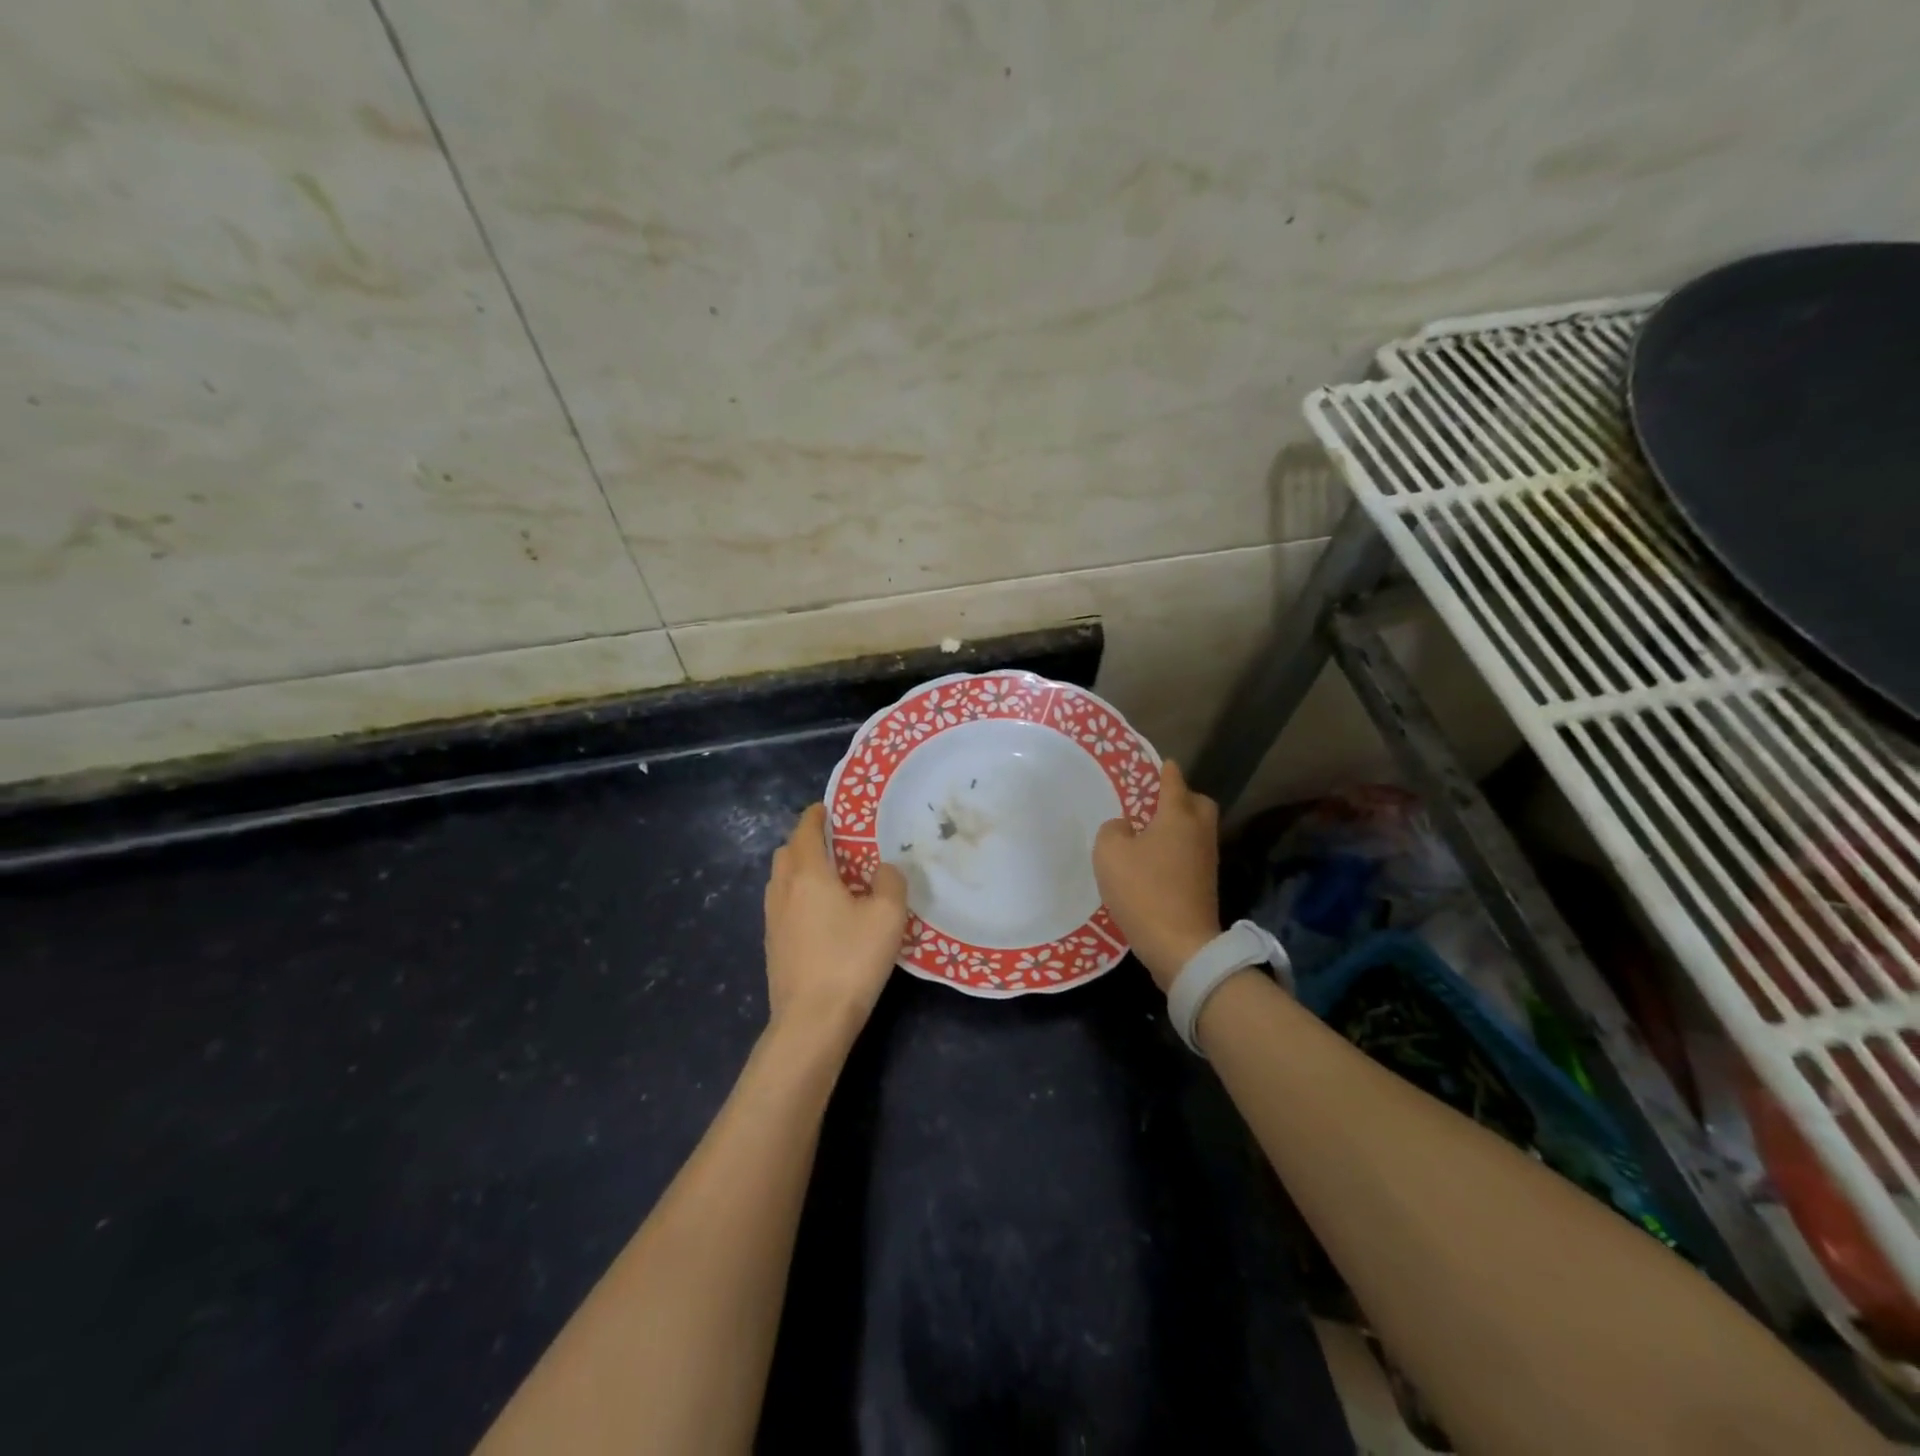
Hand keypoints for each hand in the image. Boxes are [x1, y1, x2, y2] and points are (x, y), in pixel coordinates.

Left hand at [763, 804, 909, 1050]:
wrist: (811, 1022)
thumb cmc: (850, 960)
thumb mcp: (887, 916)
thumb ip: (890, 882)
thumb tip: (883, 869)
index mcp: (807, 874)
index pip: (805, 830)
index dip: (816, 815)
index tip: (830, 808)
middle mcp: (783, 890)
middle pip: (788, 852)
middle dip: (807, 841)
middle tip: (837, 845)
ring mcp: (772, 920)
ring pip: (781, 879)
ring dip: (800, 869)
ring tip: (831, 879)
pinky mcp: (772, 945)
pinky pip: (782, 905)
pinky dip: (798, 896)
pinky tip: (821, 915)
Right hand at [1093, 762, 1221, 991]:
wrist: (1180, 945)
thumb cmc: (1143, 890)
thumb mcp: (1110, 853)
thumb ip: (1113, 830)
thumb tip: (1125, 828)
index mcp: (1178, 816)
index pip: (1174, 782)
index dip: (1166, 771)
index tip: (1163, 763)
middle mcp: (1198, 833)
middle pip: (1199, 804)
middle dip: (1183, 797)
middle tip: (1158, 802)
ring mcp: (1206, 861)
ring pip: (1198, 831)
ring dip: (1180, 827)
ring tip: (1151, 833)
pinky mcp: (1205, 886)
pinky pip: (1192, 855)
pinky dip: (1178, 851)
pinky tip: (1156, 862)